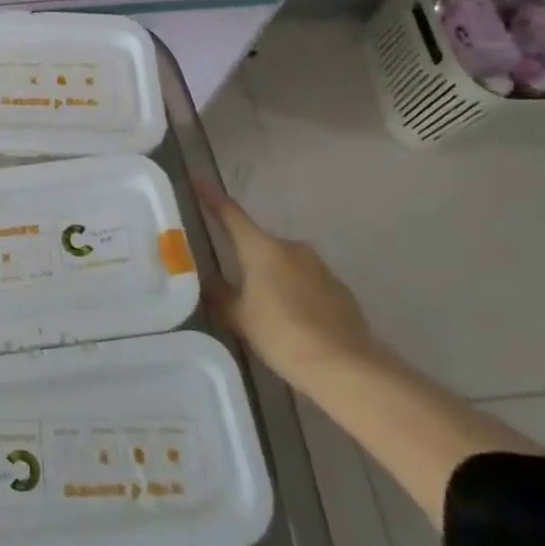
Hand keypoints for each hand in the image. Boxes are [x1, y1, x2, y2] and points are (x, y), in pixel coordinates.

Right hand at [194, 181, 374, 382]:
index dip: (211, 197)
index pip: (230, 213)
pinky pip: (304, 281)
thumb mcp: (239, 317)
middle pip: (258, 243)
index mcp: (261, 248)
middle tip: (231, 281)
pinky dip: (293, 291)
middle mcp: (291, 247)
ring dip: (270, 276)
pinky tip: (291, 319)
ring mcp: (318, 266)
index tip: (197, 179)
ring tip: (262, 308)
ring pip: (282, 263)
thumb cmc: (282, 335)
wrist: (346, 366)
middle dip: (244, 257)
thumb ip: (219, 295)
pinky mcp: (338, 287)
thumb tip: (207, 281)